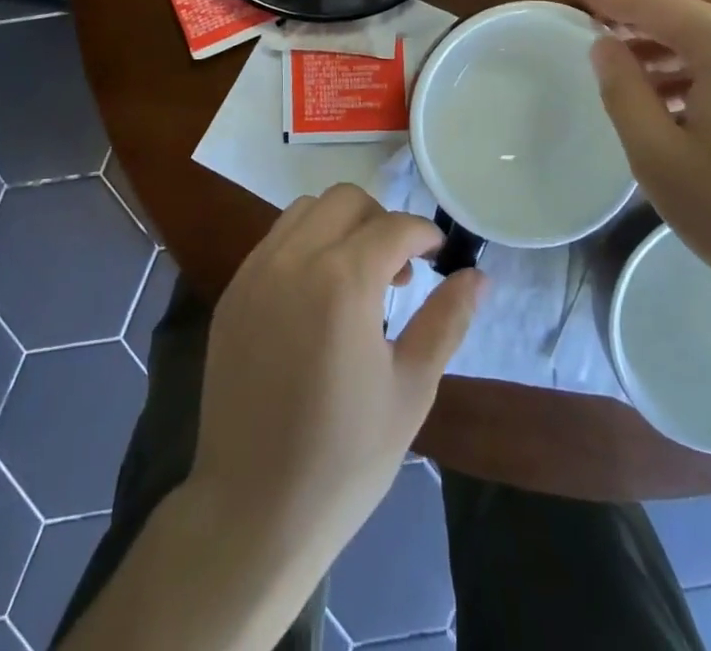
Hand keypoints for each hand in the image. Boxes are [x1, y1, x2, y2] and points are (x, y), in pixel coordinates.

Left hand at [190, 184, 481, 569]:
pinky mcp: (232, 293)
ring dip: (340, 225)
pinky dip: (305, 244)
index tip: (438, 255)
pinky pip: (274, 241)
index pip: (394, 226)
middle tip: (398, 270)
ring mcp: (255, 273)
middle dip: (381, 219)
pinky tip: (317, 295)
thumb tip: (478, 276)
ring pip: (304, 210)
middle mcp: (294, 260)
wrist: (252, 511)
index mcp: (343, 282)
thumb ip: (446, 321)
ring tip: (357, 278)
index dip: (424, 234)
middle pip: (345, 200)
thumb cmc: (344, 459)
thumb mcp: (411, 390)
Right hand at [567, 0, 710, 309]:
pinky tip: (668, 99)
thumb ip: (622, 90)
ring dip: (661, 47)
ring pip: (708, 38)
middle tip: (585, 33)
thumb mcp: (658, 155)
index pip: (653, 1)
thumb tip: (603, 44)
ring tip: (620, 71)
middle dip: (631, 20)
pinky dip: (692, 68)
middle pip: (683, 14)